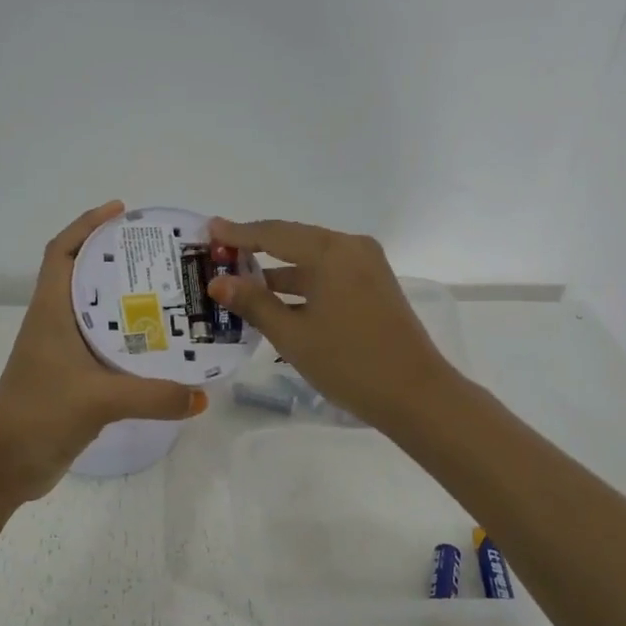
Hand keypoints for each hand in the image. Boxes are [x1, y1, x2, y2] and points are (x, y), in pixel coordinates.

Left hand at [0, 201, 206, 498]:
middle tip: (162, 254)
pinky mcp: (73, 377)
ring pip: (96, 310)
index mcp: (50, 312)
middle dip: (117, 258)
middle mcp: (55, 323)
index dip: (86, 225)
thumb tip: (202, 395)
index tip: (121, 211)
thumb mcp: (98, 400)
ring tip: (170, 291)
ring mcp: (62, 351)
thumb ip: (154, 395)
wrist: (6, 466)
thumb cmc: (39, 415)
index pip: (61, 251)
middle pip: (83, 275)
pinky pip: (104, 344)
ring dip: (125, 298)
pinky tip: (159, 343)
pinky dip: (128, 336)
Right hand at [206, 217, 461, 434]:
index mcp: (331, 251)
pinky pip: (327, 276)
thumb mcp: (293, 335)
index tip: (209, 229)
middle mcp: (351, 248)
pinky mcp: (373, 287)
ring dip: (277, 274)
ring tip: (237, 285)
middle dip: (255, 252)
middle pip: (293, 242)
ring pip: (310, 262)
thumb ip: (253, 303)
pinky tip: (274, 303)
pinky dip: (301, 286)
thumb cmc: (349, 363)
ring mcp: (366, 267)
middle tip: (218, 256)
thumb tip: (217, 282)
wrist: (416, 396)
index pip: (274, 234)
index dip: (238, 233)